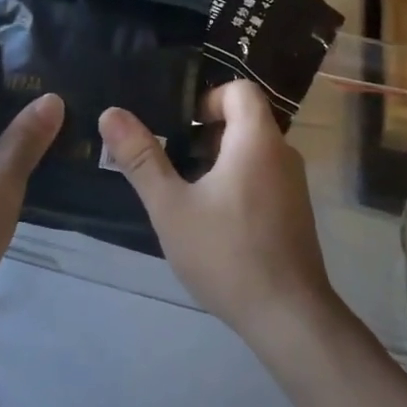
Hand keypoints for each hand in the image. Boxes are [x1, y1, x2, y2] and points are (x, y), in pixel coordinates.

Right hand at [98, 81, 338, 346]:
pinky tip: (211, 220)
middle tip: (171, 161)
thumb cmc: (226, 253)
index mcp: (257, 141)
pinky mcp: (295, 212)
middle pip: (245, 120)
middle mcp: (283, 154)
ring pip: (252, 152)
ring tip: (185, 192)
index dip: (207, 100)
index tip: (179, 129)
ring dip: (218, 161)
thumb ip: (141, 158)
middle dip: (205, 134)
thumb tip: (111, 113)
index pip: (240, 90)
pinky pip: (263, 177)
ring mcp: (294, 185)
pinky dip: (236, 182)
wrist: (287, 316)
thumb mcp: (171, 206)